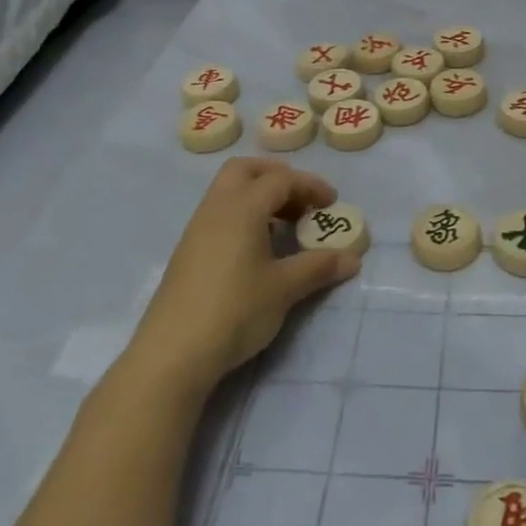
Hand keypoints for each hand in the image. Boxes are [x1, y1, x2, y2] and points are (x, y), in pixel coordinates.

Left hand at [128, 158, 361, 395]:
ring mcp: (197, 230)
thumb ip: (319, 267)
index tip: (332, 205)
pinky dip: (243, 216)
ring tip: (284, 226)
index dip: (310, 186)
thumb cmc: (235, 310)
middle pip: (245, 170)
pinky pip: (219, 215)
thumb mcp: (284, 289)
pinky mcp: (188, 252)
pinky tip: (257, 249)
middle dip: (277, 177)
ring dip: (258, 197)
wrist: (173, 354)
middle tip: (301, 200)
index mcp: (242, 207)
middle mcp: (216, 208)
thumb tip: (353, 258)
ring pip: (228, 192)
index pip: (281, 179)